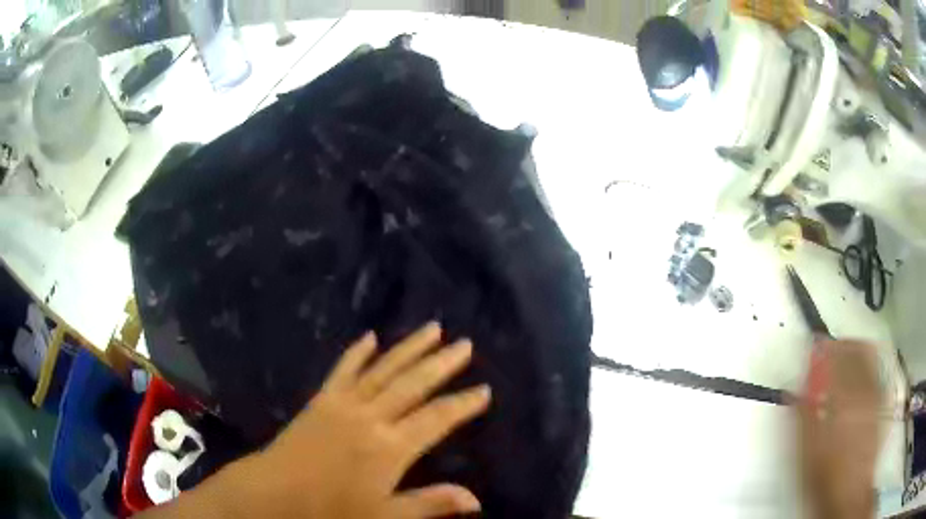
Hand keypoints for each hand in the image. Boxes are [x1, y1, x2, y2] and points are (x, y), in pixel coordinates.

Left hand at [247, 322, 490, 517]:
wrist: (275, 492)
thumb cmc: (330, 510)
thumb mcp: (385, 516)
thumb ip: (430, 504)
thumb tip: (477, 500)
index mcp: (390, 447)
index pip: (437, 419)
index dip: (463, 404)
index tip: (484, 389)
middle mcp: (371, 417)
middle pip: (413, 384)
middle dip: (442, 363)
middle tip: (465, 344)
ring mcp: (343, 403)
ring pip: (384, 369)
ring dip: (409, 348)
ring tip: (432, 328)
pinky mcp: (321, 399)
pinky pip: (343, 369)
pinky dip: (357, 352)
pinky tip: (369, 336)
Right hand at [798, 339, 882, 518]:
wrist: (850, 494)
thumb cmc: (826, 476)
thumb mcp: (806, 452)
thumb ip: (801, 416)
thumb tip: (791, 390)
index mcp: (842, 399)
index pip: (835, 358)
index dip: (824, 348)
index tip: (815, 346)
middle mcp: (863, 391)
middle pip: (857, 350)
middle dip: (843, 344)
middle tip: (831, 347)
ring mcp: (876, 396)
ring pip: (870, 357)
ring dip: (857, 350)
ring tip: (847, 353)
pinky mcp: (882, 404)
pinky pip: (878, 372)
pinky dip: (869, 365)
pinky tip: (862, 375)